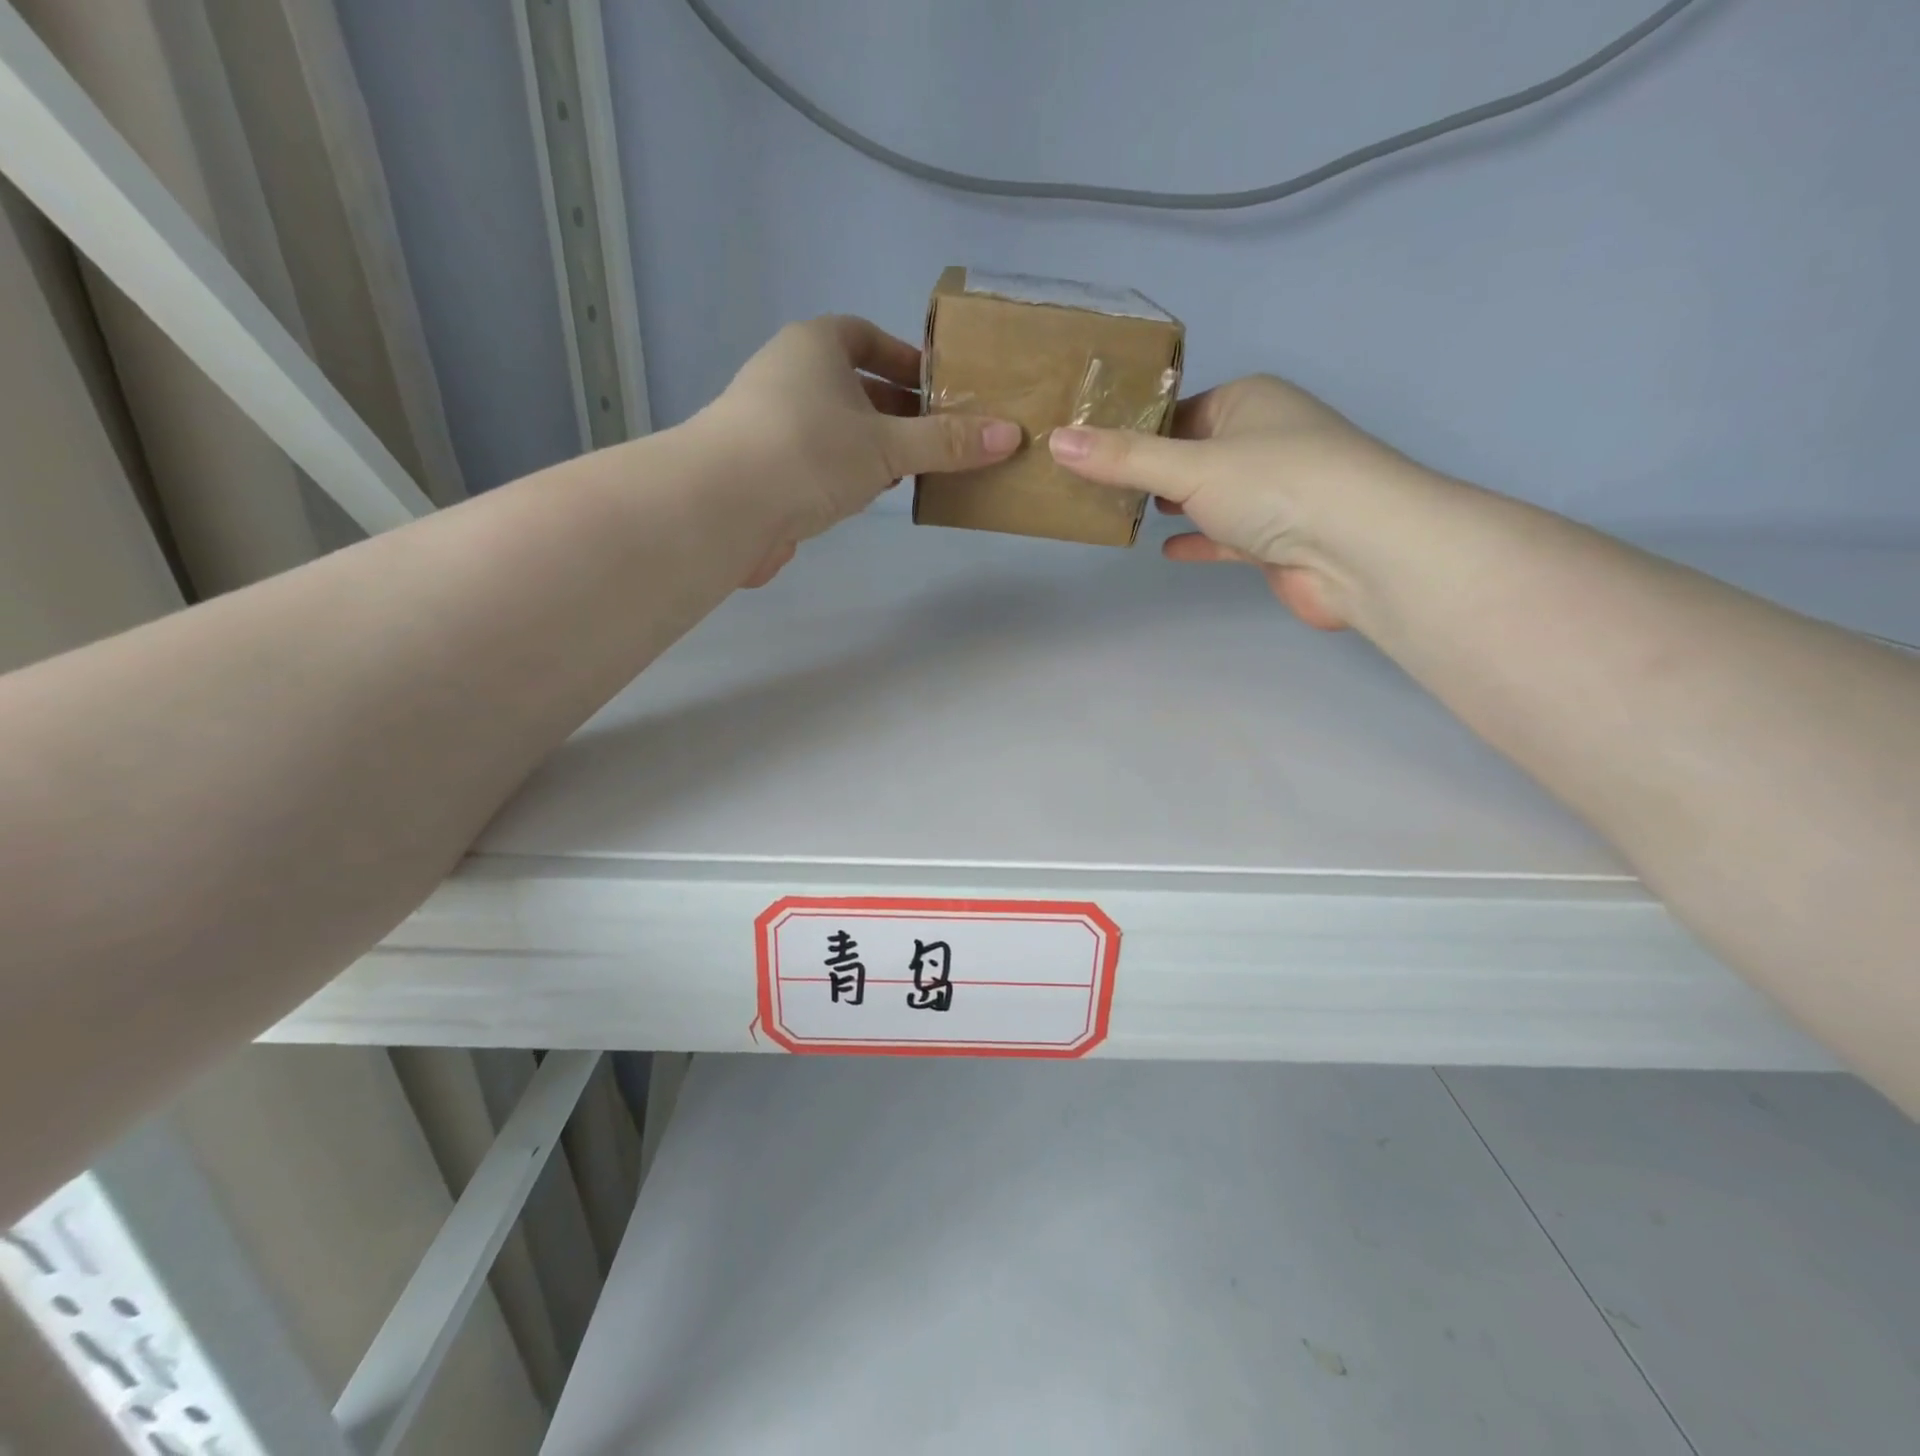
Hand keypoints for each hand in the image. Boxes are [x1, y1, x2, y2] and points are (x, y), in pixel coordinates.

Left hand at [700, 316, 1020, 583]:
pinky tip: (862, 499)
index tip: (937, 388)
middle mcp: (785, 374)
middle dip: (893, 410)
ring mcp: (767, 422)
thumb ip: (946, 443)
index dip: (903, 358)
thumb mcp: (888, 445)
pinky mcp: (759, 468)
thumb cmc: (810, 451)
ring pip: (832, 426)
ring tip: (907, 472)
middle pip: (850, 384)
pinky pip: (813, 460)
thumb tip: (1010, 435)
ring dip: (868, 446)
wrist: (721, 505)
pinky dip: (842, 473)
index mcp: (814, 346)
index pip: (864, 335)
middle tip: (934, 438)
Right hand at [1048, 375, 1429, 629]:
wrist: (1359, 550)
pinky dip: (1198, 539)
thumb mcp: (1188, 466)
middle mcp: (1262, 439)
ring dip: (1172, 505)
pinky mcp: (1275, 538)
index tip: (1087, 448)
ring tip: (1117, 514)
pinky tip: (1165, 549)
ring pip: (1208, 495)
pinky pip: (1224, 534)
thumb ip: (1123, 459)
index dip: (1133, 428)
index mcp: (1248, 401)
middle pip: (1190, 452)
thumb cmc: (1275, 485)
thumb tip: (1056, 442)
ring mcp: (1272, 491)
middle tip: (1092, 485)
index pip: (1177, 409)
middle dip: (1148, 470)